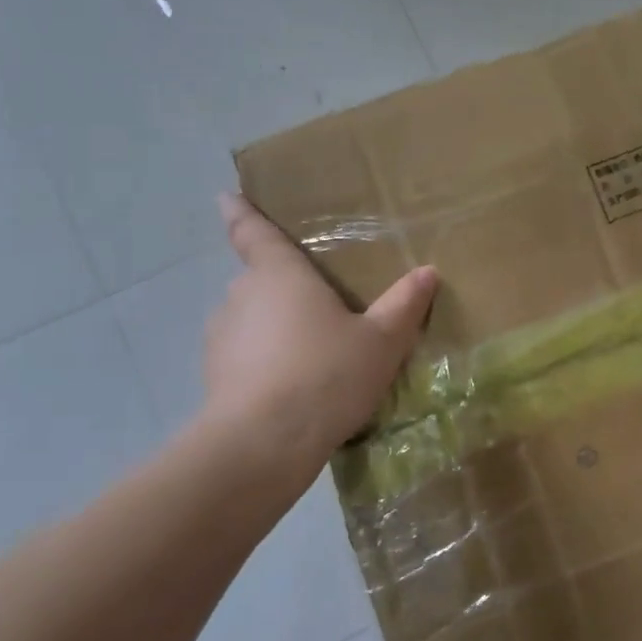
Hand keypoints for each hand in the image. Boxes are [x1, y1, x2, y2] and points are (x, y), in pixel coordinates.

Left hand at [204, 193, 437, 463]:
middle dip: (281, 288)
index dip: (242, 213)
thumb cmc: (326, 375)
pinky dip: (260, 362)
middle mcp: (242, 295)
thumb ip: (403, 306)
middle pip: (260, 280)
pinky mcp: (212, 375)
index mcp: (280, 274)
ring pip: (250, 320)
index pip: (255, 232)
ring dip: (271, 329)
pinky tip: (288, 389)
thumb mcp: (380, 342)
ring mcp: (221, 336)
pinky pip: (242, 355)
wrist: (264, 443)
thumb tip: (428, 272)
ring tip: (307, 356)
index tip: (227, 197)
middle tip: (316, 307)